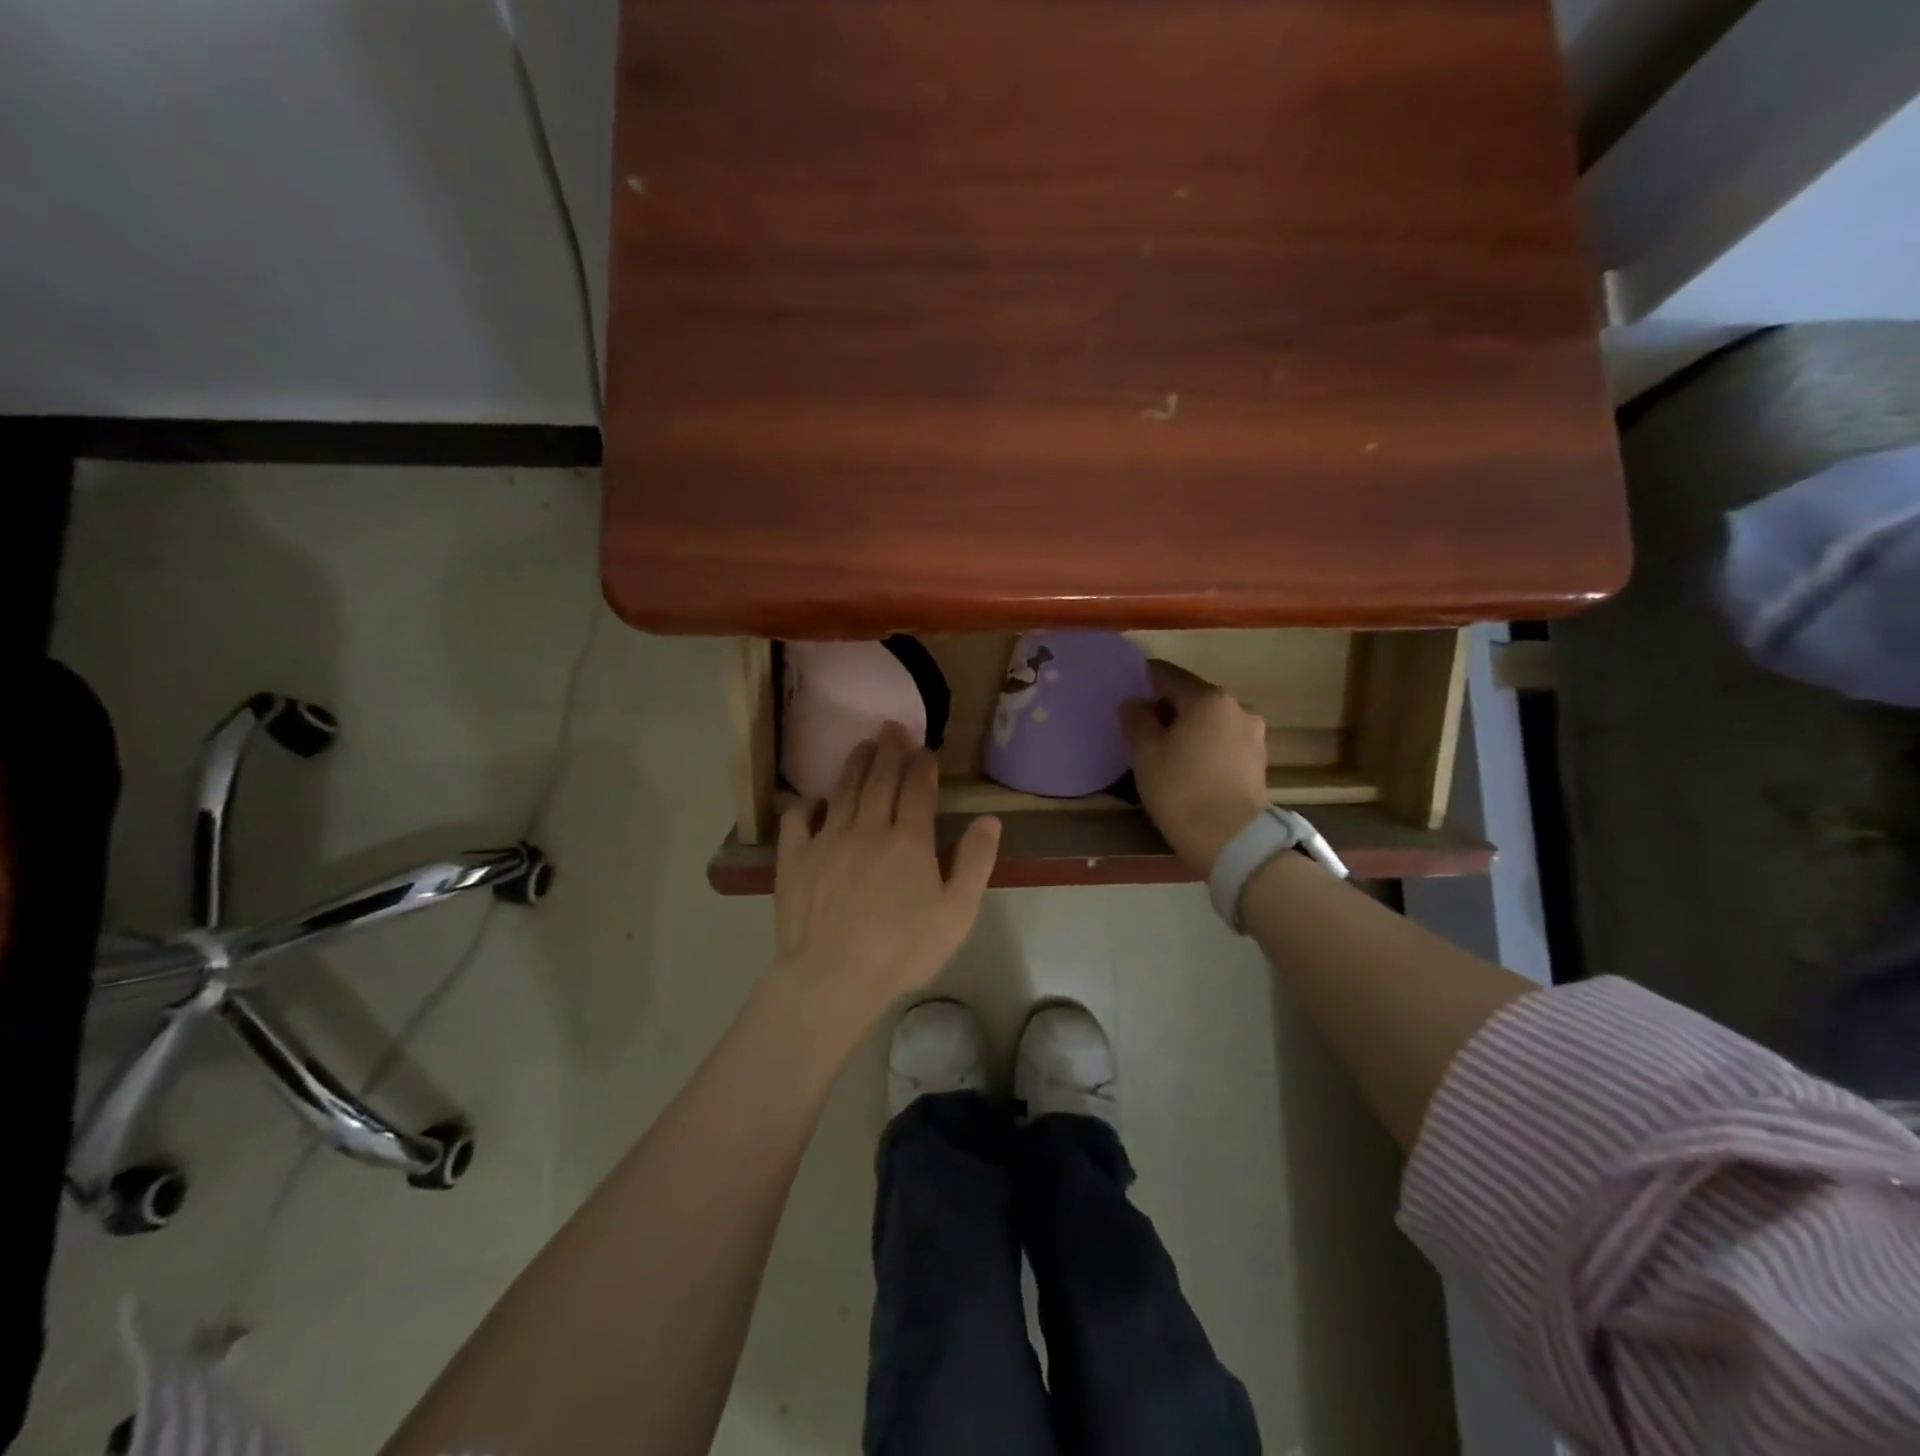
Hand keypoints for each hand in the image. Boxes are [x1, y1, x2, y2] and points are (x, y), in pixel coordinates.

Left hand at [770, 723, 1000, 1035]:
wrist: (833, 977)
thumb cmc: (903, 950)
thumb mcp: (957, 913)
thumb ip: (975, 863)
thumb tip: (989, 819)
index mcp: (909, 840)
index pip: (918, 790)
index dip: (923, 766)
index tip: (925, 750)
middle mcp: (867, 828)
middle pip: (880, 779)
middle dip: (889, 750)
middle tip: (892, 728)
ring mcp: (827, 840)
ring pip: (843, 791)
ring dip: (854, 765)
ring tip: (861, 746)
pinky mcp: (795, 858)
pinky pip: (797, 820)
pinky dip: (805, 805)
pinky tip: (812, 801)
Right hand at [1119, 660, 1269, 871]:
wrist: (1232, 839)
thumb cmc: (1182, 789)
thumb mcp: (1145, 753)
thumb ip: (1136, 719)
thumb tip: (1134, 703)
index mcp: (1207, 698)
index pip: (1168, 675)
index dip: (1144, 679)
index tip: (1127, 689)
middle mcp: (1236, 706)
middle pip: (1192, 697)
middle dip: (1168, 707)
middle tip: (1143, 727)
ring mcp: (1253, 733)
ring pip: (1210, 721)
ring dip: (1189, 728)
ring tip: (1167, 751)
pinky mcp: (1258, 760)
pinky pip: (1223, 742)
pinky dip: (1205, 746)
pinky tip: (1190, 766)